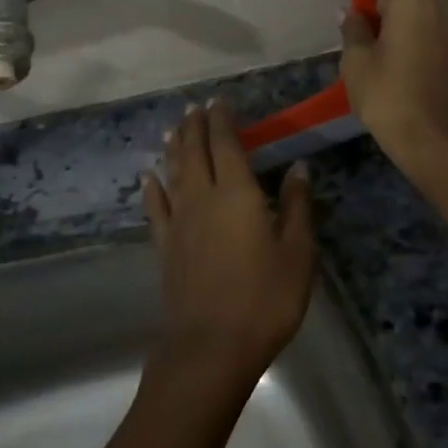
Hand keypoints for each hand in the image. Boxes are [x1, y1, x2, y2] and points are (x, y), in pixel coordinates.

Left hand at [142, 102, 315, 385]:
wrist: (212, 346)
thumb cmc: (265, 298)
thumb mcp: (297, 252)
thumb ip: (297, 206)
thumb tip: (299, 167)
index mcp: (237, 193)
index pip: (226, 144)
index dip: (222, 120)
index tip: (219, 101)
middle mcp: (203, 197)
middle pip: (195, 152)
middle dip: (195, 126)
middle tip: (195, 107)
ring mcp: (180, 222)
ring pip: (174, 173)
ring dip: (174, 148)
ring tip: (174, 129)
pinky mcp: (166, 246)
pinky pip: (156, 208)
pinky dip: (152, 188)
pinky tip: (148, 177)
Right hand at [340, 0, 447, 174]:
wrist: (433, 140)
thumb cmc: (387, 95)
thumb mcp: (356, 60)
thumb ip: (353, 28)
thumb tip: (351, 11)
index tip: (347, 5)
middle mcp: (438, 5)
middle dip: (379, 3)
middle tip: (356, 29)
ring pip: (417, 11)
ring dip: (395, 20)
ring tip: (373, 46)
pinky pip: (428, 29)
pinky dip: (411, 35)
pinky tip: (394, 58)